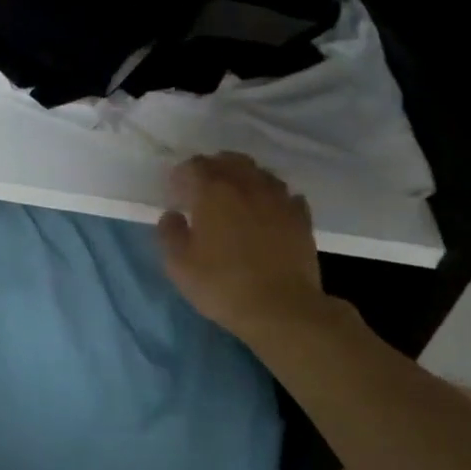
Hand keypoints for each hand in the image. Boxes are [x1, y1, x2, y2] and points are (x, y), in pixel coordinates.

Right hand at [157, 153, 347, 344]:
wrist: (282, 309)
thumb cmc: (223, 285)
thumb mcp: (179, 265)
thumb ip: (169, 233)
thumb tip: (172, 215)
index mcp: (213, 191)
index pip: (194, 165)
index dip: (181, 176)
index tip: (176, 194)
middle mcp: (247, 184)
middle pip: (229, 160)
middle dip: (213, 169)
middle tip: (203, 191)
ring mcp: (279, 198)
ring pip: (259, 173)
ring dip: (243, 179)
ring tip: (236, 199)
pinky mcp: (301, 217)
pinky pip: (285, 194)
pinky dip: (271, 197)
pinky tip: (267, 213)